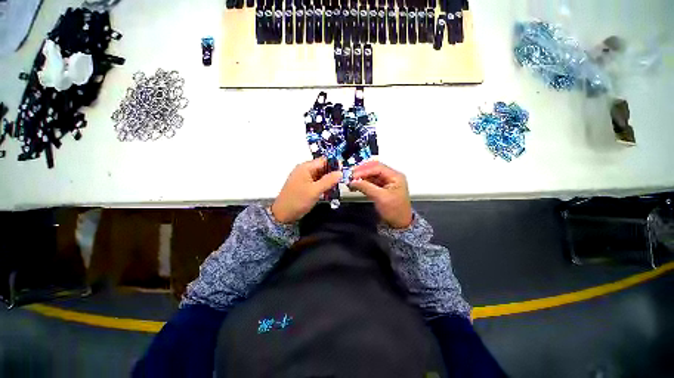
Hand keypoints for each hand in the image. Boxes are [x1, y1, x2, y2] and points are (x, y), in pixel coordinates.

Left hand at [271, 158, 342, 223]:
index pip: (324, 160)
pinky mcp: (304, 185)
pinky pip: (316, 181)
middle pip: (322, 167)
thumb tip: (340, 172)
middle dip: (332, 173)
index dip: (335, 164)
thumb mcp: (315, 191)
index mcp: (306, 167)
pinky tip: (329, 191)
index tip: (345, 172)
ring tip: (337, 187)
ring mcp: (304, 177)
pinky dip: (323, 185)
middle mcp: (304, 170)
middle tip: (343, 181)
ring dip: (328, 180)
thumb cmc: (298, 201)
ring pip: (320, 175)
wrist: (282, 214)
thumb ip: (328, 181)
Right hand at [349, 161, 412, 228]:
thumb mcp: (381, 198)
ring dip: (360, 177)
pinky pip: (370, 182)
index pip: (377, 168)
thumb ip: (366, 187)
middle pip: (374, 169)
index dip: (364, 170)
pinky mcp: (380, 188)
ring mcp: (385, 182)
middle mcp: (390, 176)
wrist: (399, 224)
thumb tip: (353, 181)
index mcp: (395, 176)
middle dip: (361, 172)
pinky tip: (355, 185)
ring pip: (371, 175)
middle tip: (350, 176)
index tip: (353, 175)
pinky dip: (362, 183)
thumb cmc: (394, 210)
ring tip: (351, 181)